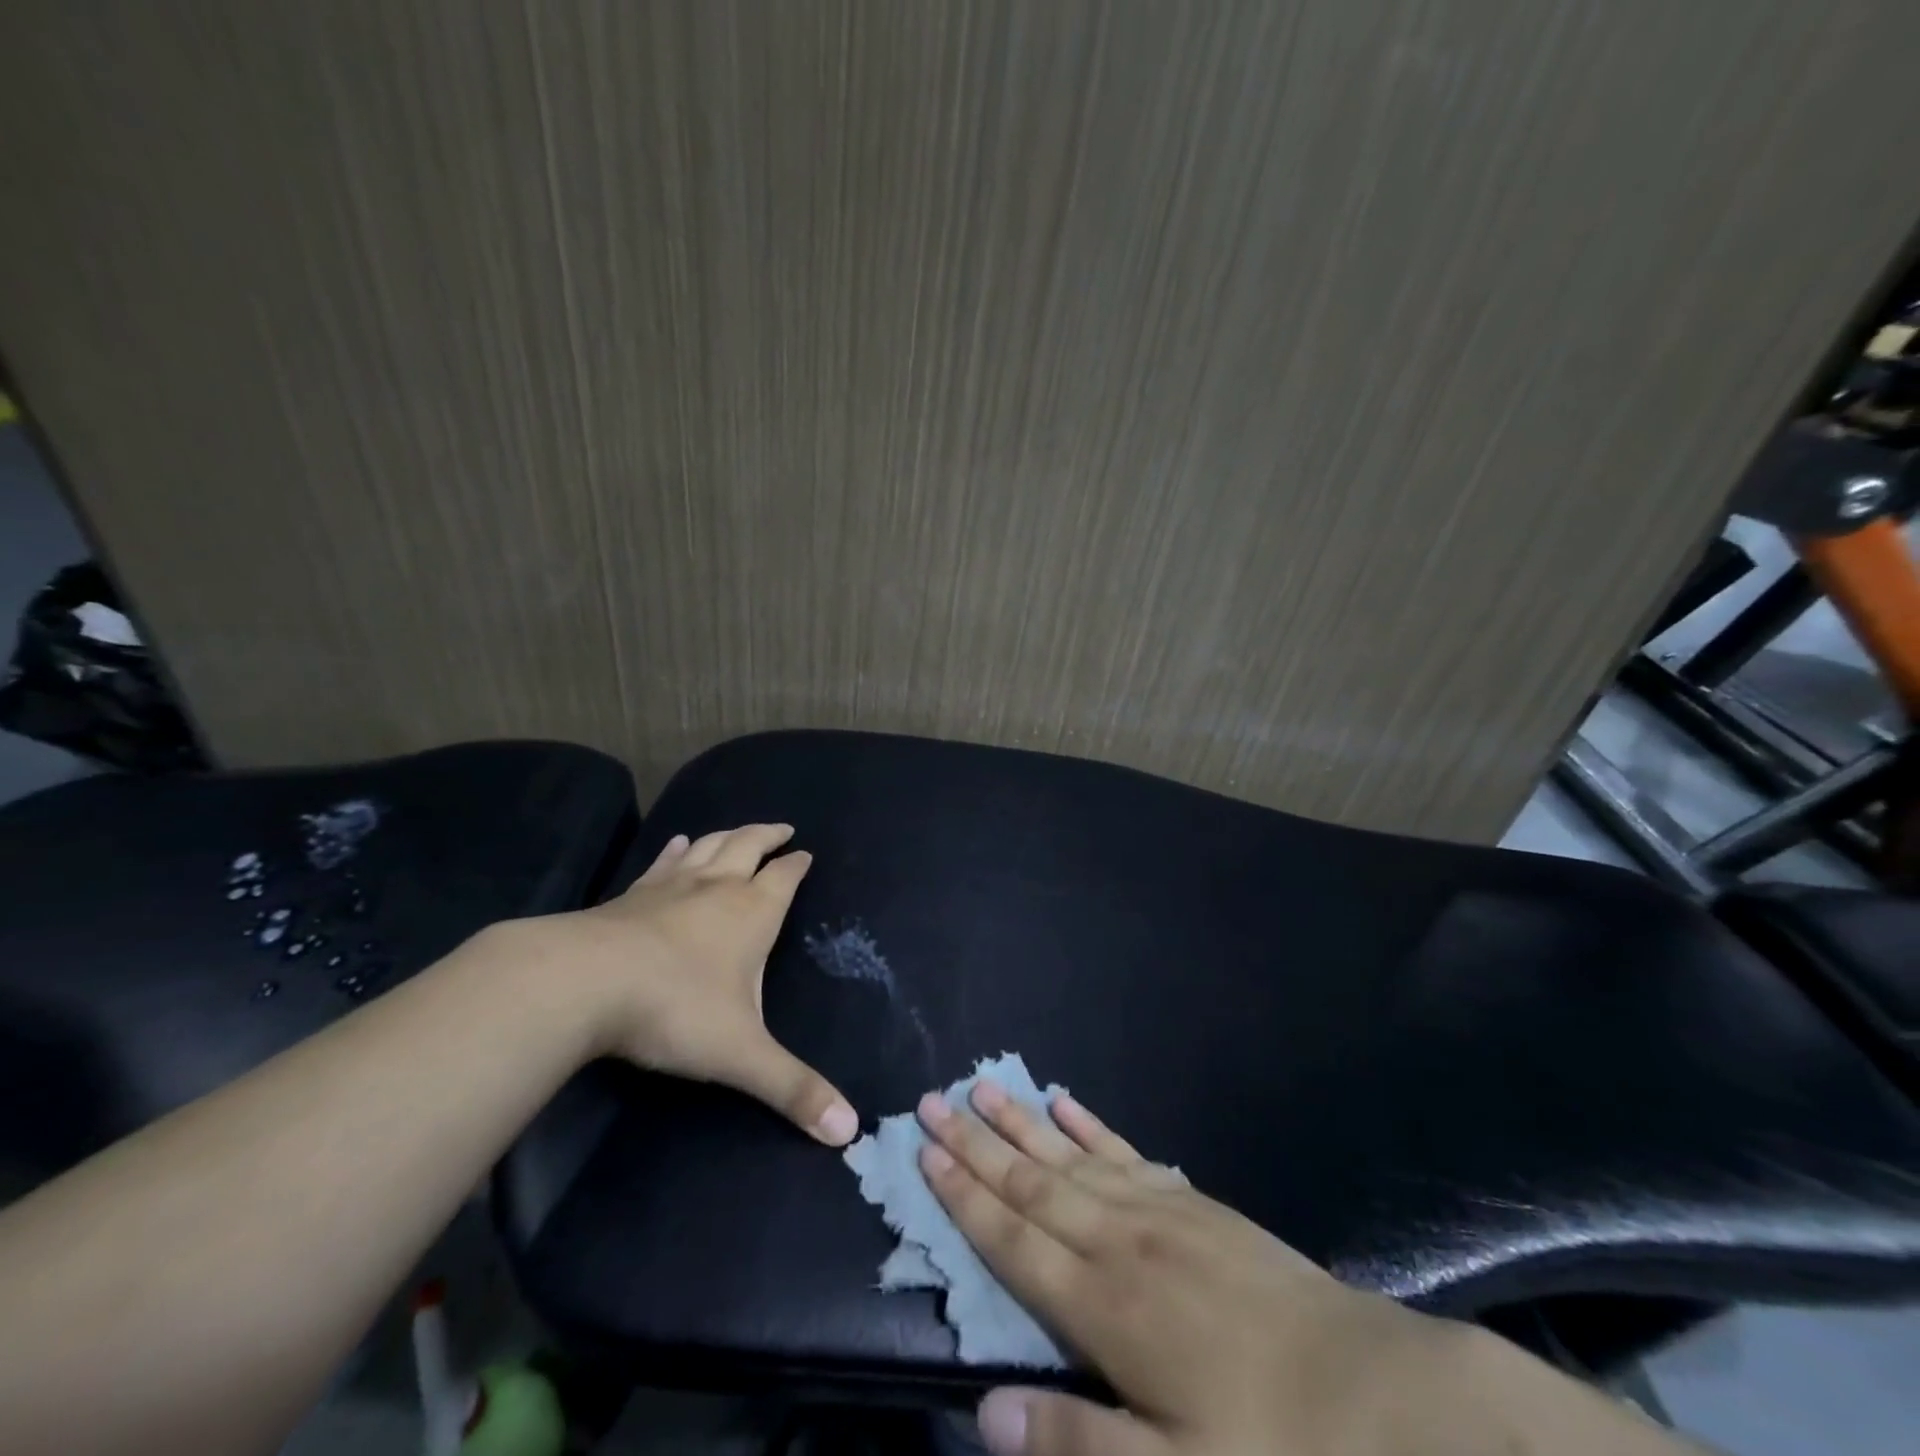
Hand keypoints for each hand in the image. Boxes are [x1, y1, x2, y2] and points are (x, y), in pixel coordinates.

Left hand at [529, 824, 857, 1145]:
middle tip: (782, 828)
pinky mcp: (630, 896)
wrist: (581, 983)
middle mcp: (716, 888)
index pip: (784, 877)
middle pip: (748, 846)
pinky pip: (662, 863)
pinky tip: (677, 845)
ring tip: (737, 831)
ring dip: (727, 835)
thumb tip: (850, 1131)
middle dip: (767, 836)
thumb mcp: (741, 1055)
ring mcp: (669, 887)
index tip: (805, 853)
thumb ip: (793, 1090)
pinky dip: (676, 851)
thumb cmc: (674, 1009)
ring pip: (708, 846)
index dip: (796, 864)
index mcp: (751, 913)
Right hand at [914, 1087, 1489, 1455]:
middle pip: (1030, 1181)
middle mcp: (1118, 1240)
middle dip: (976, 1142)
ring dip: (1021, 1121)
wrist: (1377, 1395)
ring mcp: (1158, 1210)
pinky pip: (1124, 1152)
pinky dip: (1088, 1125)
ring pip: (1069, 1155)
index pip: (1012, 1237)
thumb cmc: (1270, 1448)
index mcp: (1103, 1306)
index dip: (964, 1195)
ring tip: (982, 1086)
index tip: (926, 1153)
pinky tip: (1065, 1102)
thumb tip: (984, 1410)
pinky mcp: (1192, 1200)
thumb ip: (1075, 1443)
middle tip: (933, 1099)